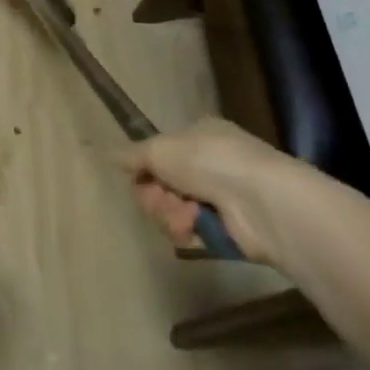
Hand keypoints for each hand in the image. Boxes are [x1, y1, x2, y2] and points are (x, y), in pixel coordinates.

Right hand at [118, 118, 298, 265]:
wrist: (261, 201)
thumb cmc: (209, 161)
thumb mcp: (160, 149)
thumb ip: (132, 155)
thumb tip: (107, 154)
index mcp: (199, 137)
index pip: (160, 153)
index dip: (145, 167)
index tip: (138, 175)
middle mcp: (210, 165)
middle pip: (161, 185)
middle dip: (156, 195)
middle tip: (163, 197)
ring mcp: (220, 199)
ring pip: (172, 210)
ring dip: (170, 214)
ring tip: (185, 215)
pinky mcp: (226, 231)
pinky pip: (190, 233)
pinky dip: (187, 232)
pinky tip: (194, 228)